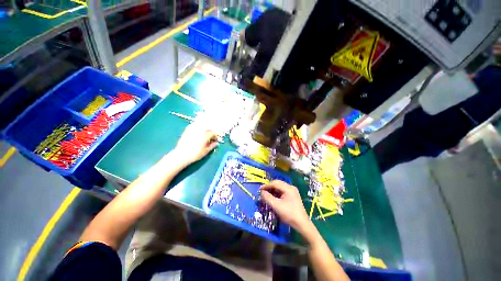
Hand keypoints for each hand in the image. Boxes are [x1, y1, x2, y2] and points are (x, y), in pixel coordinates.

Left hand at [173, 123, 218, 164]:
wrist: (181, 155)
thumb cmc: (195, 154)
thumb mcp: (205, 151)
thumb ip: (212, 146)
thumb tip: (216, 143)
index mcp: (206, 136)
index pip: (213, 133)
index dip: (215, 137)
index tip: (215, 141)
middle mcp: (200, 131)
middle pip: (208, 128)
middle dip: (210, 132)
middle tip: (210, 138)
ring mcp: (193, 130)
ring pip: (201, 126)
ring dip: (204, 129)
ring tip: (204, 134)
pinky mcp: (187, 131)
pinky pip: (193, 125)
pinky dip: (196, 126)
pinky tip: (197, 129)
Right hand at [260, 180, 311, 233]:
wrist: (302, 224)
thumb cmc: (289, 214)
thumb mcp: (276, 206)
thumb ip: (268, 198)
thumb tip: (262, 192)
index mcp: (288, 188)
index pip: (275, 183)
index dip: (266, 186)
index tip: (259, 190)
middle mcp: (290, 187)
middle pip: (277, 184)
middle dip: (269, 188)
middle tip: (262, 192)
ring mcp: (292, 191)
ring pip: (279, 188)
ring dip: (272, 191)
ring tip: (266, 196)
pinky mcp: (292, 196)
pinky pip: (282, 192)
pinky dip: (276, 194)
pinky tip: (272, 198)